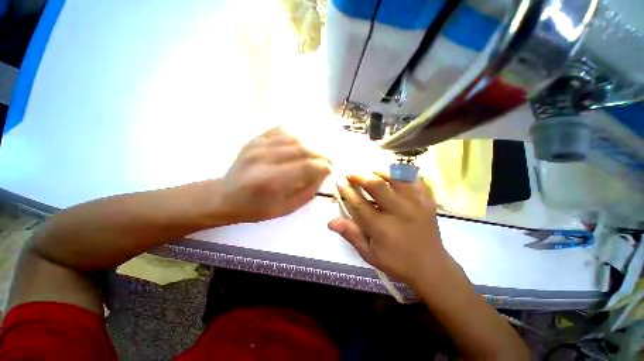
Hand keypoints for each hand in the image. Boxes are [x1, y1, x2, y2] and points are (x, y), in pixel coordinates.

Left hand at [216, 127, 330, 223]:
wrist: (225, 197)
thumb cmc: (255, 209)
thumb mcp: (285, 209)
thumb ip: (307, 192)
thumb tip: (322, 175)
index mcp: (270, 181)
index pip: (305, 166)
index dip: (322, 166)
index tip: (330, 169)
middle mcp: (263, 159)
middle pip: (301, 149)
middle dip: (320, 153)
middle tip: (329, 159)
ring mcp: (257, 146)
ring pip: (292, 138)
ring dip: (310, 144)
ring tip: (317, 153)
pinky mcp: (254, 140)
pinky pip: (279, 131)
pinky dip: (294, 135)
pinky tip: (301, 143)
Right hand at [328, 173, 455, 286]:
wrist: (432, 268)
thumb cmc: (397, 263)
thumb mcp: (370, 255)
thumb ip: (352, 235)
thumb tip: (331, 222)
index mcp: (382, 228)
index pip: (359, 203)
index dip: (347, 190)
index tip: (339, 181)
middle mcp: (399, 212)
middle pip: (377, 185)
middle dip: (360, 176)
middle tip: (352, 174)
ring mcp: (416, 204)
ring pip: (395, 177)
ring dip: (378, 171)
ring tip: (369, 172)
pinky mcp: (428, 200)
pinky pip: (414, 178)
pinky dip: (401, 173)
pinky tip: (392, 174)